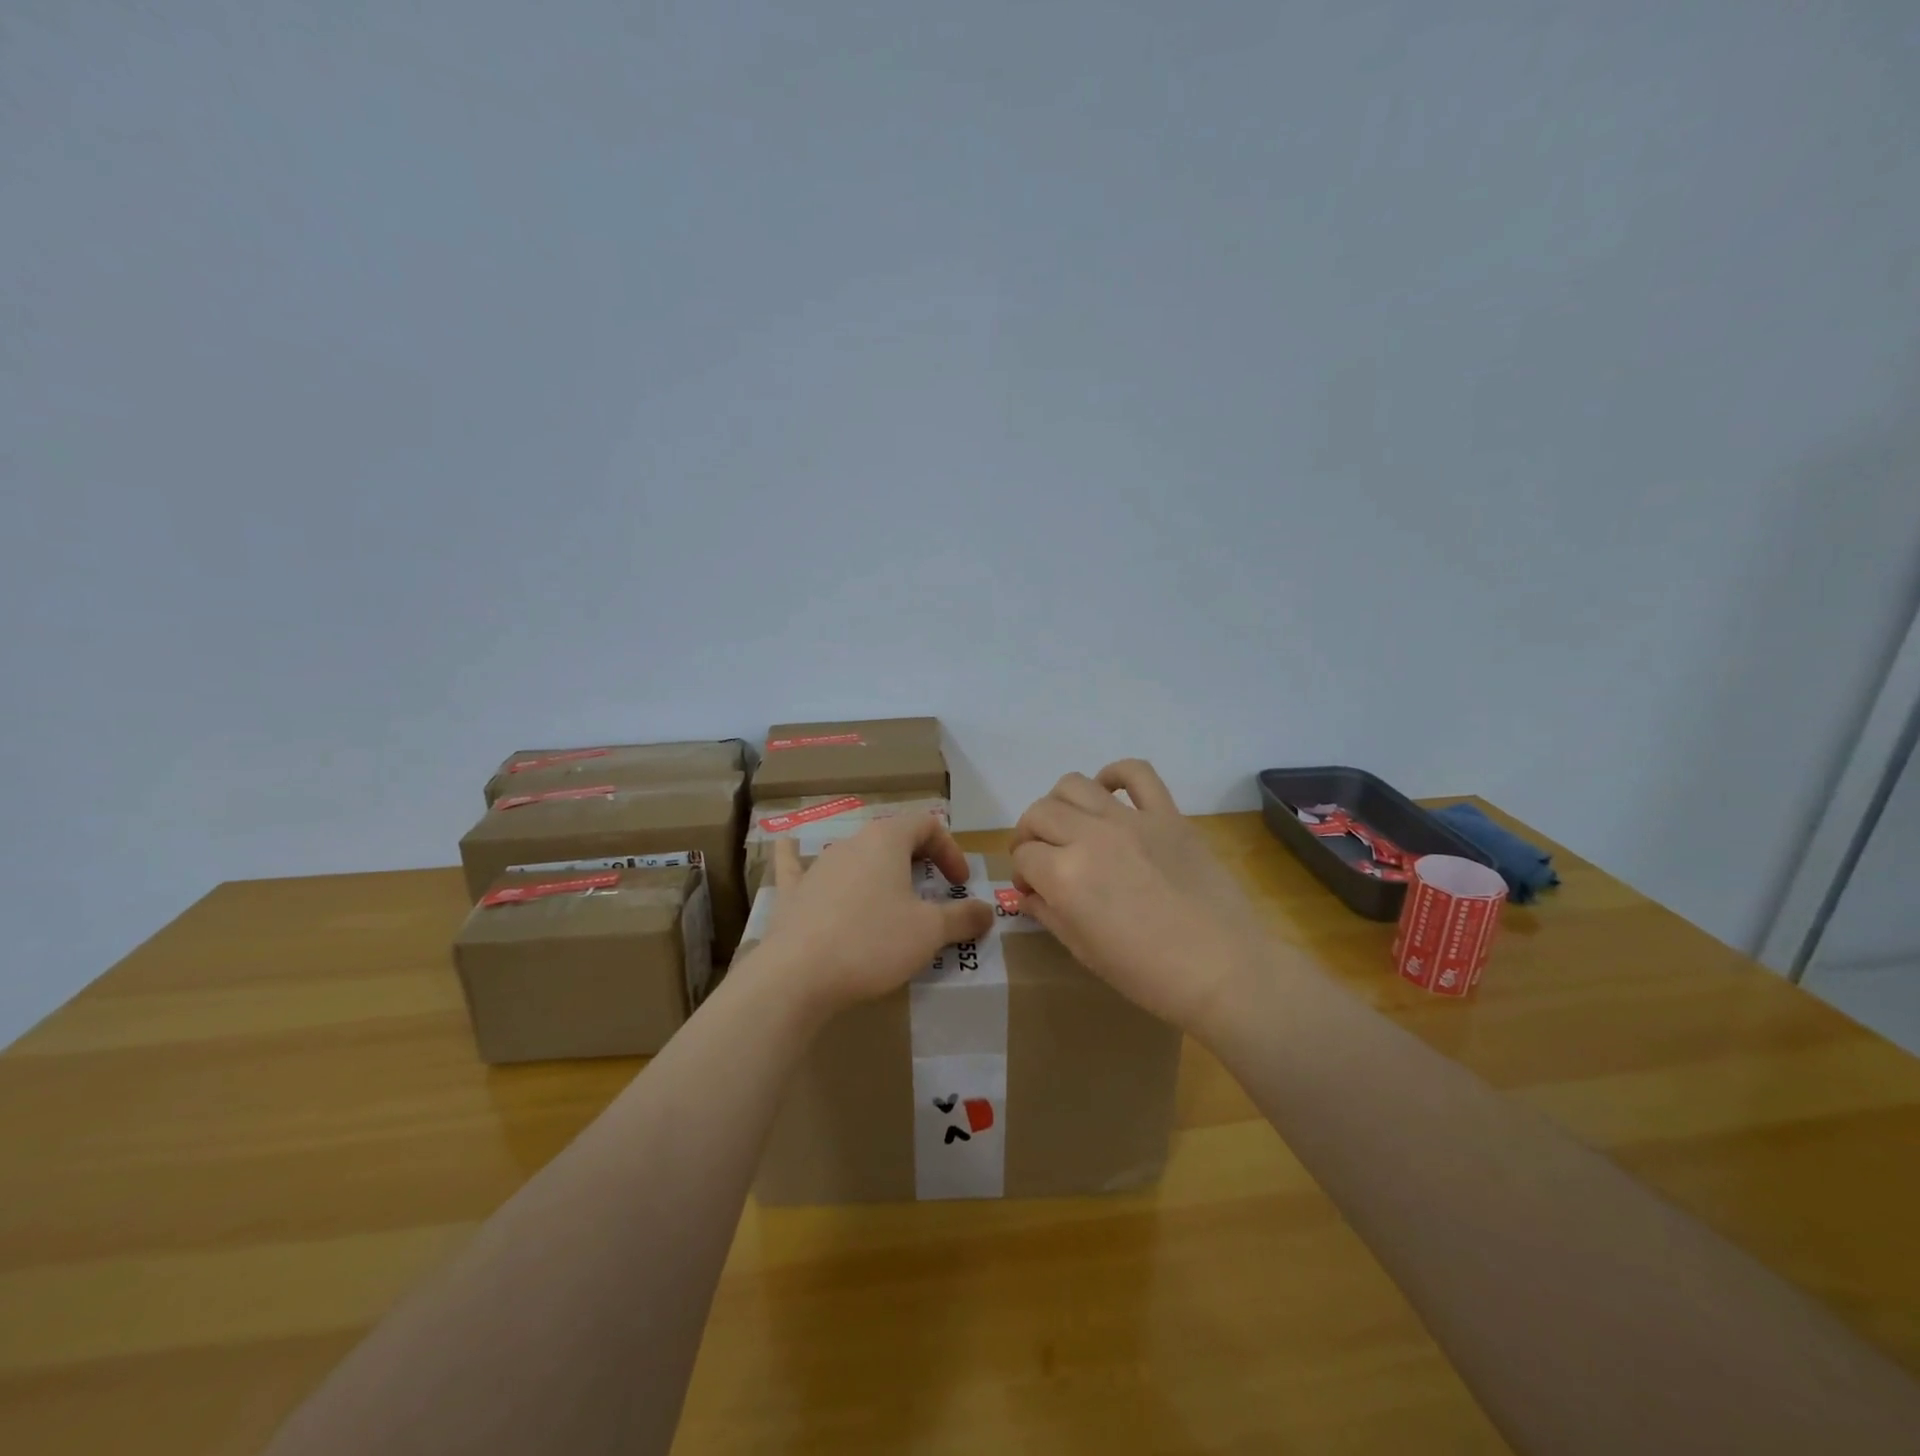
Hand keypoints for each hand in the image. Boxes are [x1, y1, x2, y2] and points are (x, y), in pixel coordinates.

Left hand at [753, 813, 993, 1017]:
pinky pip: (796, 866)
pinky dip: (797, 856)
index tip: (959, 883)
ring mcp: (817, 866)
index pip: (927, 824)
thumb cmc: (872, 942)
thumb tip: (987, 911)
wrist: (798, 975)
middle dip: (917, 860)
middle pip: (892, 838)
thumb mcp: (930, 932)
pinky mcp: (792, 893)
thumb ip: (962, 917)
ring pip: (854, 855)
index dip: (950, 849)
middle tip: (932, 892)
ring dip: (876, 870)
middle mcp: (851, 843)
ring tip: (889, 899)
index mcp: (886, 840)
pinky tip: (786, 843)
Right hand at [1009, 759, 1271, 1038]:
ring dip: (1059, 803)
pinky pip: (1137, 773)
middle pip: (1040, 813)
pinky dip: (1116, 775)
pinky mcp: (1167, 814)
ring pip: (1074, 784)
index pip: (1025, 856)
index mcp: (1065, 875)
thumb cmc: (1148, 974)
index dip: (1022, 873)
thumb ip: (1049, 914)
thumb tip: (1027, 894)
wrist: (1224, 969)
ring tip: (1070, 824)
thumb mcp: (1084, 950)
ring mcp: (1131, 820)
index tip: (1031, 888)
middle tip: (1041, 857)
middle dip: (1030, 835)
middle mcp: (1090, 836)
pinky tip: (1109, 793)